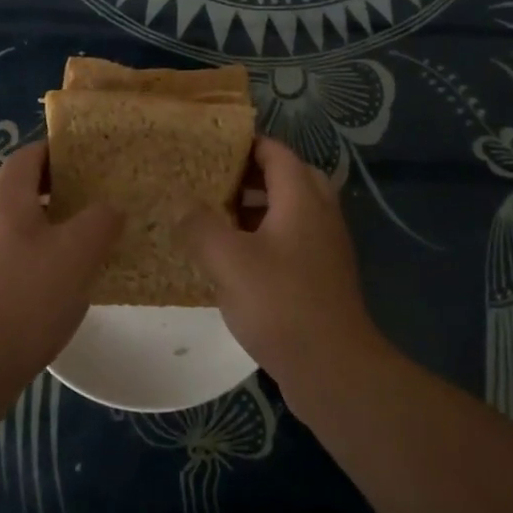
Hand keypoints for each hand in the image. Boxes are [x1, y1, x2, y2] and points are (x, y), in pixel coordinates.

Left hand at [0, 142, 121, 374]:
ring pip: (1, 215)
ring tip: (68, 233)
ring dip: (30, 215)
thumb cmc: (27, 298)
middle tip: (74, 193)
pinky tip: (49, 271)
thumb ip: (100, 222)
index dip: (57, 151)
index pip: (28, 155)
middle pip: (7, 180)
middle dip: (39, 181)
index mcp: (5, 197)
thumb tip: (110, 207)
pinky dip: (22, 245)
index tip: (88, 159)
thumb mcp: (79, 254)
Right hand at [180, 137, 383, 393]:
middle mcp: (320, 214)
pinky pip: (293, 238)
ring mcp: (325, 246)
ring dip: (257, 206)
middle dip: (250, 174)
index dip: (245, 144)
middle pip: (288, 177)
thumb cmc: (280, 304)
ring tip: (217, 215)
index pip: (276, 152)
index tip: (210, 147)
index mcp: (302, 199)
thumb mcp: (228, 261)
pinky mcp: (322, 275)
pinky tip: (236, 256)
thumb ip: (200, 226)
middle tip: (213, 180)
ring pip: (291, 210)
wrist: (332, 367)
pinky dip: (266, 235)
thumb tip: (181, 203)